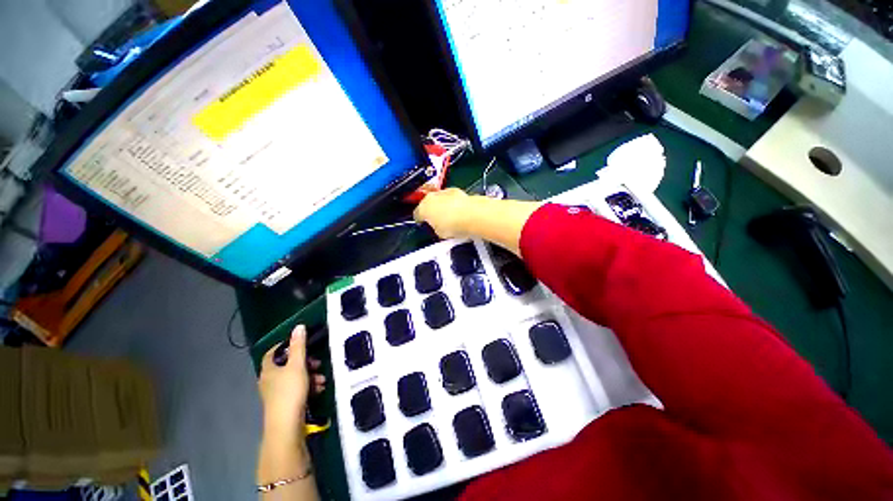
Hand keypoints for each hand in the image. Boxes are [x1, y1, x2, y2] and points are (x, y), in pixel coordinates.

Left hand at [258, 325, 325, 440]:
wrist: (286, 426)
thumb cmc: (290, 391)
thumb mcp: (297, 365)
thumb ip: (299, 346)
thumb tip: (298, 326)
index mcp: (269, 369)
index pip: (273, 352)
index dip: (286, 346)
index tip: (302, 344)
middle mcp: (269, 380)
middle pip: (287, 365)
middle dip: (305, 363)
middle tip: (317, 363)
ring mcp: (276, 393)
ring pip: (294, 378)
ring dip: (310, 376)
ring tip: (321, 379)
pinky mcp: (284, 403)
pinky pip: (297, 389)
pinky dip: (307, 387)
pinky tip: (318, 389)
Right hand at [413, 188, 471, 238]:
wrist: (473, 215)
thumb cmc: (454, 225)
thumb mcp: (439, 234)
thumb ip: (435, 228)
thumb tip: (438, 227)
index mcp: (423, 207)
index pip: (417, 214)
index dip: (421, 222)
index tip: (425, 225)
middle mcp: (432, 196)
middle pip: (428, 204)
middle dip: (432, 212)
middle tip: (438, 223)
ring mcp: (445, 192)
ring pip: (440, 200)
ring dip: (443, 207)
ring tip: (450, 219)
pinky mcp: (458, 191)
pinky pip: (451, 199)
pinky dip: (453, 204)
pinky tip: (459, 213)